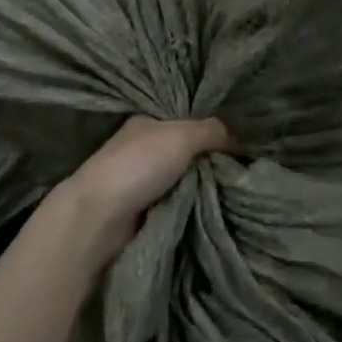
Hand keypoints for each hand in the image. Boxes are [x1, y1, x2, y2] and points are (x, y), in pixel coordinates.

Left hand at [48, 115, 231, 270]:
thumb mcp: (182, 136)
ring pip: (185, 181)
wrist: (98, 219)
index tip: (240, 144)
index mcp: (147, 123)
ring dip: (203, 189)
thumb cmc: (138, 166)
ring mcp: (141, 183)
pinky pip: (178, 206)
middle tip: (243, 172)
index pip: (187, 122)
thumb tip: (238, 138)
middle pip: (188, 153)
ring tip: (236, 193)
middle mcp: (143, 149)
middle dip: (210, 163)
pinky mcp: (142, 213)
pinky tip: (213, 211)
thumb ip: (212, 131)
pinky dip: (192, 208)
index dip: (211, 131)